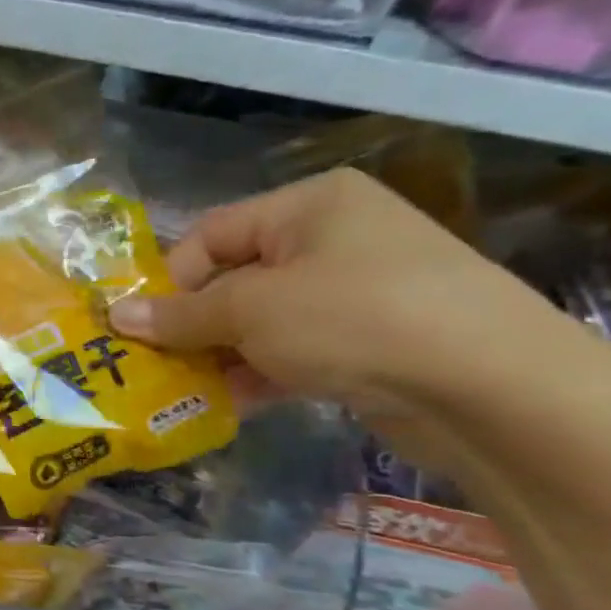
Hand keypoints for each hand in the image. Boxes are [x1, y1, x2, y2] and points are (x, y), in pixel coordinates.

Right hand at [107, 168, 574, 460]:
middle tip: (154, 363)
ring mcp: (359, 291)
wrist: (494, 388)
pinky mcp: (374, 341)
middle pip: (235, 278)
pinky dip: (261, 373)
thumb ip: (179, 316)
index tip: (140, 326)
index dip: (169, 280)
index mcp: (309, 205)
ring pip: (263, 319)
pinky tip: (229, 404)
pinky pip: (297, 349)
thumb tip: (117, 316)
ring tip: (183, 391)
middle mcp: (335, 238)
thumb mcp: (250, 311)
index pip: (211, 234)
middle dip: (193, 324)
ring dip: (221, 355)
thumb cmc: (354, 319)